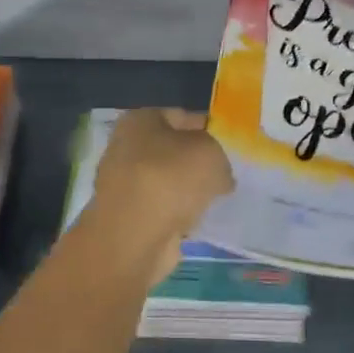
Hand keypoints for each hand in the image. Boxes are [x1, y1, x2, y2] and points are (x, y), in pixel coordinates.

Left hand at [93, 109, 234, 279]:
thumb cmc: (171, 179)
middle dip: (197, 161)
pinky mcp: (127, 216)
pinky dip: (178, 213)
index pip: (180, 116)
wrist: (135, 237)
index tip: (230, 145)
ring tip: (216, 198)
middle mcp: (124, 147)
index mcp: (139, 120)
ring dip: (188, 189)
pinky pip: (162, 207)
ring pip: (167, 180)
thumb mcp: (210, 152)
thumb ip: (219, 155)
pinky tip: (198, 220)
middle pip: (171, 149)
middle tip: (226, 173)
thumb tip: (218, 174)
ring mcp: (123, 184)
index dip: (207, 128)